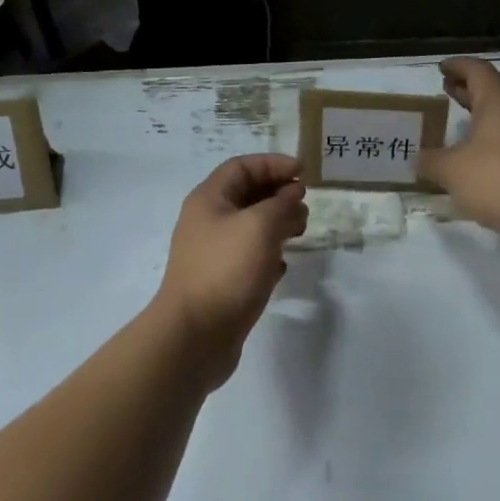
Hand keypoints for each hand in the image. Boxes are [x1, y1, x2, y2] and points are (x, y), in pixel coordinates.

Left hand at [154, 154, 307, 387]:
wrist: (194, 336)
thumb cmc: (226, 269)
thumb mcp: (260, 226)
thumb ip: (281, 203)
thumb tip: (292, 193)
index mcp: (209, 199)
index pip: (243, 166)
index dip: (274, 164)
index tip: (304, 172)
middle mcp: (208, 221)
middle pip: (247, 194)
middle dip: (279, 194)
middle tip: (305, 204)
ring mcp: (213, 253)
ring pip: (251, 226)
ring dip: (278, 223)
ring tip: (301, 231)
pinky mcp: (221, 281)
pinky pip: (248, 256)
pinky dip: (268, 254)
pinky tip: (282, 265)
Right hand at [419, 58, 499, 245]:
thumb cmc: (496, 177)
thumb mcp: (451, 169)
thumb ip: (431, 161)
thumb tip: (419, 159)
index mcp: (498, 101)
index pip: (477, 70)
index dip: (458, 66)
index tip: (442, 68)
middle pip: (492, 91)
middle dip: (468, 90)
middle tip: (447, 90)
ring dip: (481, 117)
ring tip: (460, 125)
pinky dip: (492, 141)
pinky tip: (478, 159)